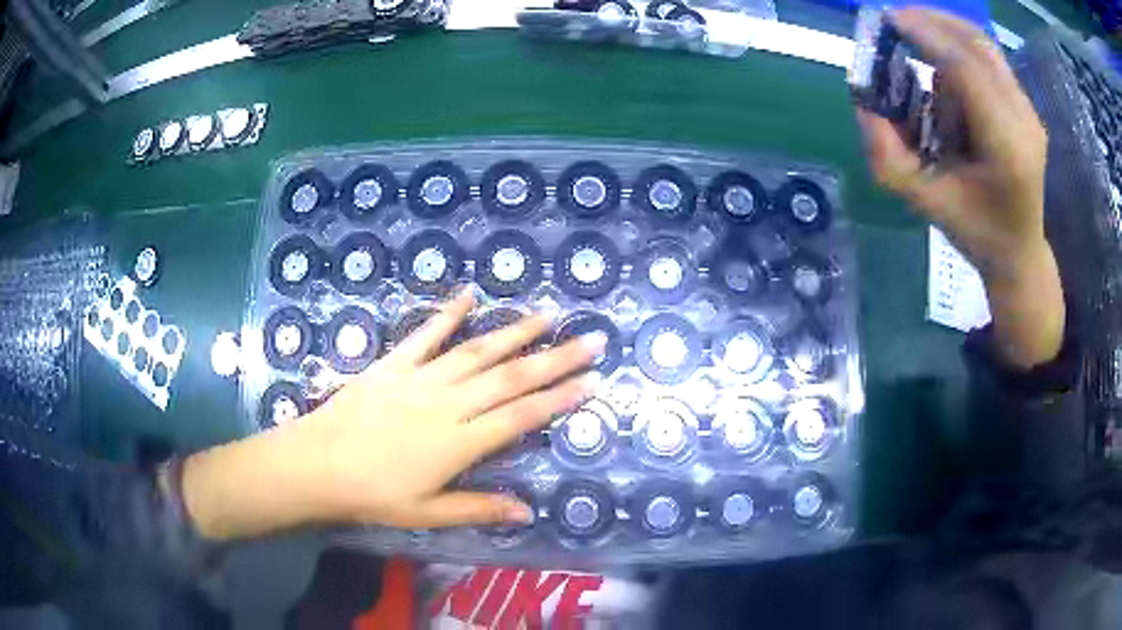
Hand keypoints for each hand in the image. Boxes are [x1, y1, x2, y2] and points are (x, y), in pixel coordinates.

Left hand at [182, 291, 602, 540]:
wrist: (316, 464)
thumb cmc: (372, 495)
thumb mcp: (427, 513)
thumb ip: (478, 508)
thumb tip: (527, 512)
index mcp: (458, 443)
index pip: (520, 417)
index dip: (558, 399)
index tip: (591, 382)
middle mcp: (448, 404)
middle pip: (510, 378)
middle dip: (555, 358)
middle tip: (591, 339)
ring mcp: (420, 379)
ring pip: (477, 351)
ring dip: (514, 332)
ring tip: (547, 314)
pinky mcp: (394, 365)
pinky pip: (426, 335)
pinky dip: (448, 314)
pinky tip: (470, 295)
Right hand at [856, 8, 1063, 367]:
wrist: (1020, 251)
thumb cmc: (976, 232)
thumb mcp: (925, 203)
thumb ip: (888, 158)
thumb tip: (864, 104)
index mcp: (1006, 147)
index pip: (966, 69)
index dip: (925, 36)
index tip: (888, 21)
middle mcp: (1024, 120)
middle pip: (977, 44)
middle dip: (933, 22)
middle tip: (896, 21)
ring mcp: (1029, 111)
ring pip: (983, 46)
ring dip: (946, 36)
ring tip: (918, 48)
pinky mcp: (1026, 107)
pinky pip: (989, 59)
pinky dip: (961, 48)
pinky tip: (943, 65)